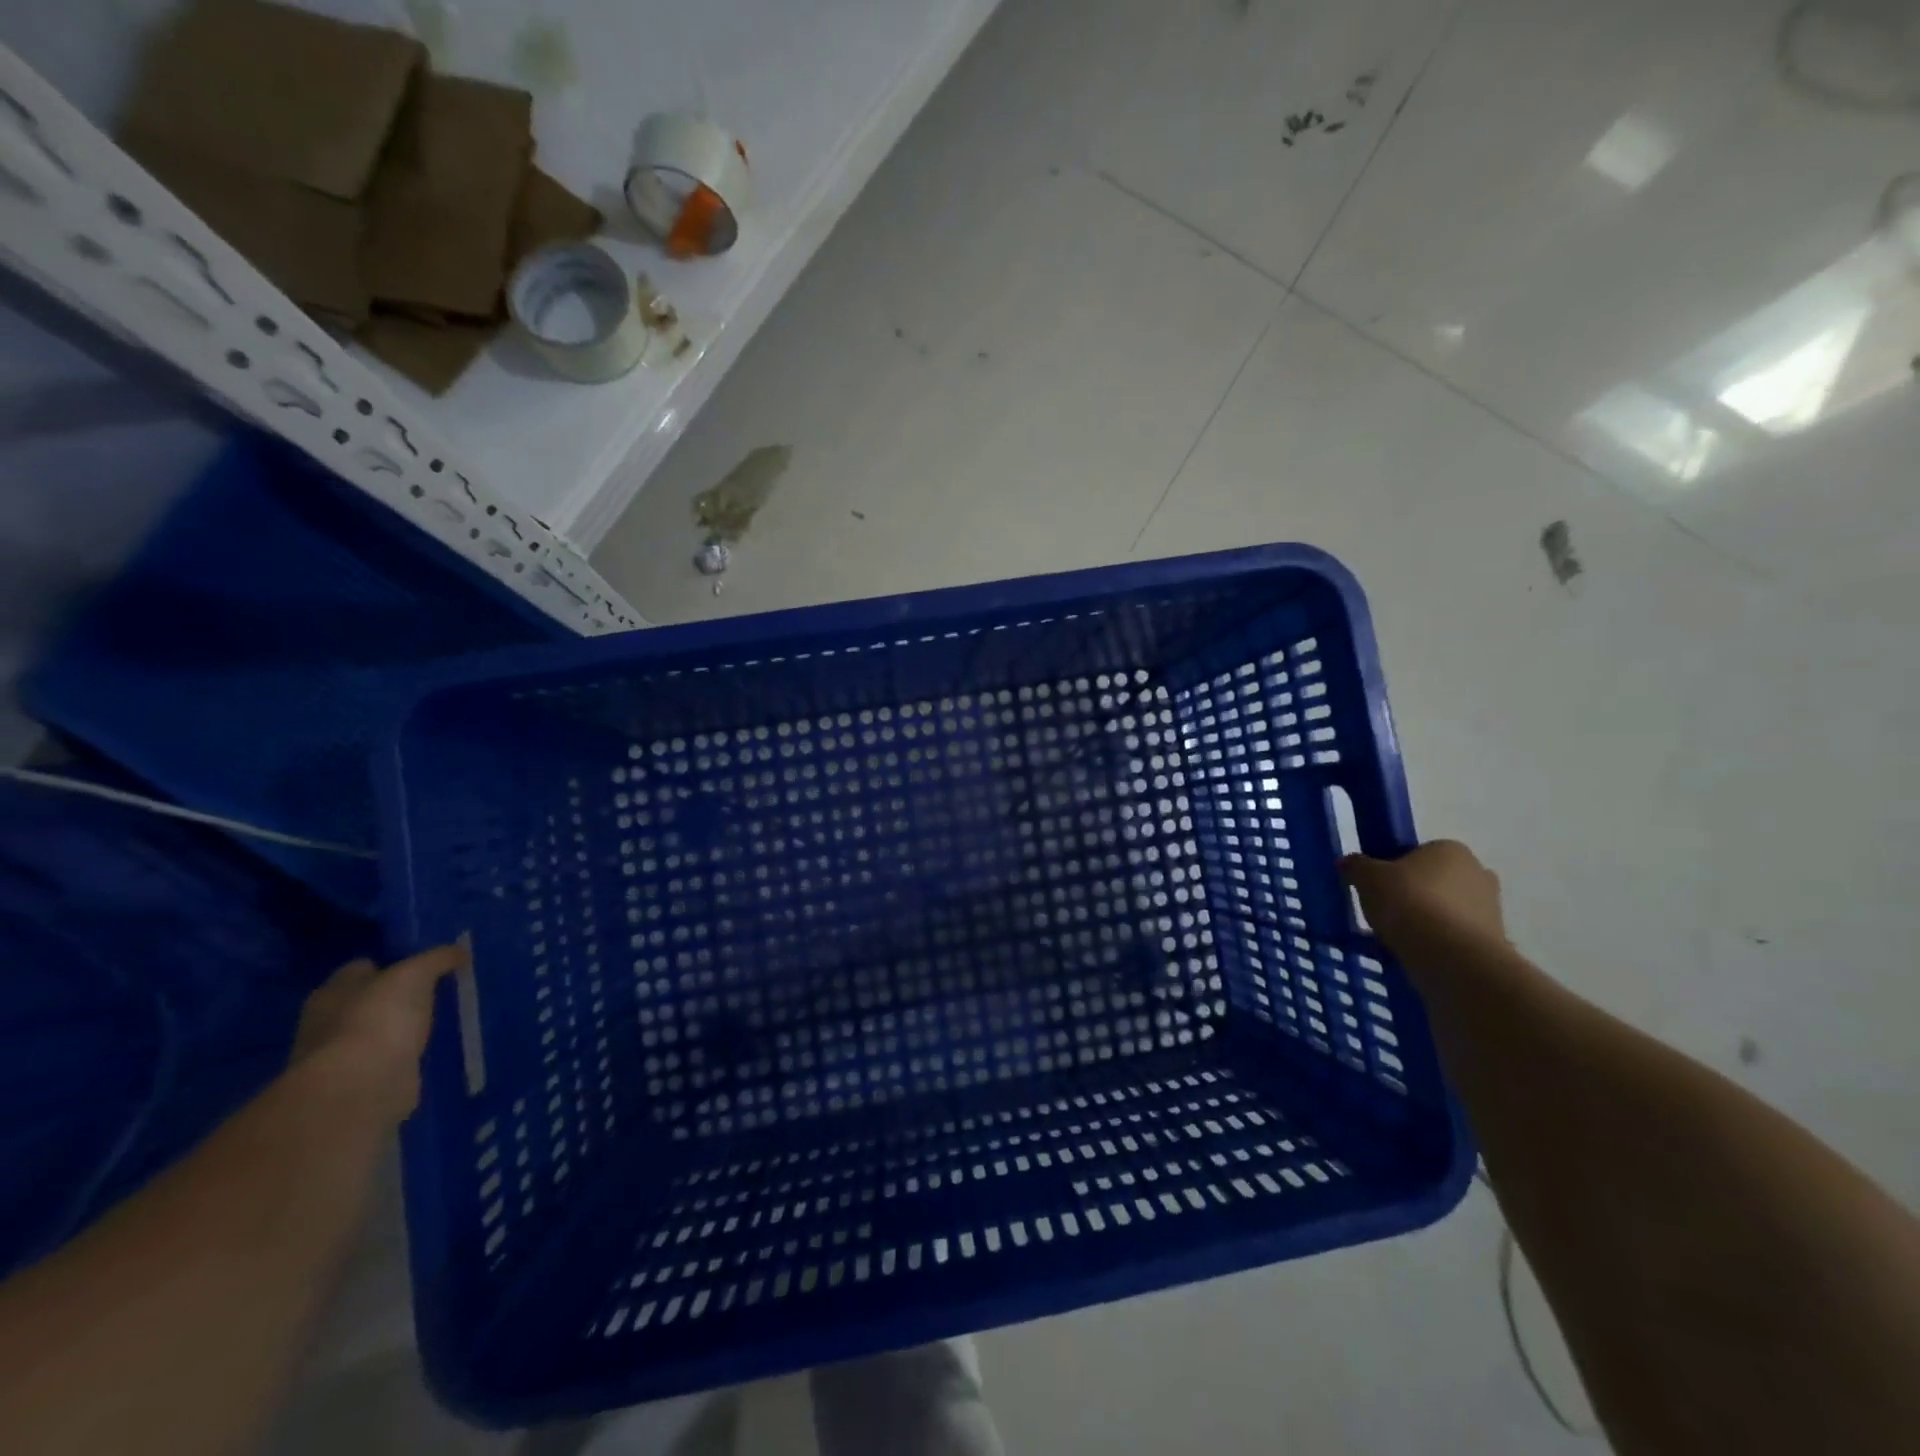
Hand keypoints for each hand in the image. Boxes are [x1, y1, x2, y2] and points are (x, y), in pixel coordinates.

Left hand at [293, 944, 467, 1121]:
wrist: (362, 1086)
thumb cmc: (379, 1017)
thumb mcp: (416, 973)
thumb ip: (438, 958)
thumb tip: (460, 952)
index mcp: (332, 991)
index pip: (363, 967)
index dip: (394, 962)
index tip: (427, 965)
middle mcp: (328, 1022)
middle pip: (370, 1000)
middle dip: (400, 997)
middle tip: (439, 991)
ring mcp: (342, 1056)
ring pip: (380, 1031)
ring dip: (403, 1029)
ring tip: (442, 1020)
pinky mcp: (361, 1083)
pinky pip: (389, 1060)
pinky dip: (406, 1055)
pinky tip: (432, 1049)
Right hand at [1339, 840, 1506, 954]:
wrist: (1451, 957)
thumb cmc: (1409, 902)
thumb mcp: (1367, 878)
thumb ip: (1356, 866)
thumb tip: (1348, 863)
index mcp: (1450, 849)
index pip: (1418, 853)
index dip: (1394, 869)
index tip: (1377, 887)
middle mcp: (1478, 873)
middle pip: (1435, 882)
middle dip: (1414, 896)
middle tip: (1386, 913)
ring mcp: (1491, 909)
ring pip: (1446, 912)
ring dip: (1425, 922)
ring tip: (1395, 941)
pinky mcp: (1493, 942)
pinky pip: (1455, 938)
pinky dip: (1437, 945)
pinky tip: (1414, 956)